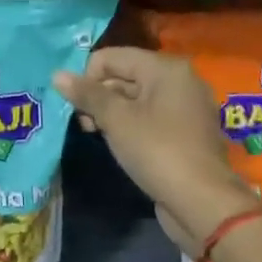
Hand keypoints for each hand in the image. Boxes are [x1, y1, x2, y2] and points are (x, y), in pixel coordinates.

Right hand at [54, 47, 257, 251]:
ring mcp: (185, 108)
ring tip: (96, 134)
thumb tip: (57, 75)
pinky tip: (118, 143)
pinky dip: (130, 125)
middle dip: (98, 96)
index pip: (112, 57)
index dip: (87, 77)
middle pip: (124, 75)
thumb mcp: (116, 120)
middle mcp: (179, 80)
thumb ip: (87, 94)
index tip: (77, 106)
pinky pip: (149, 117)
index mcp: (165, 68)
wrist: (204, 205)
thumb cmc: (158, 151)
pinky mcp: (186, 133)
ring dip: (111, 112)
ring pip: (135, 98)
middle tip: (85, 124)